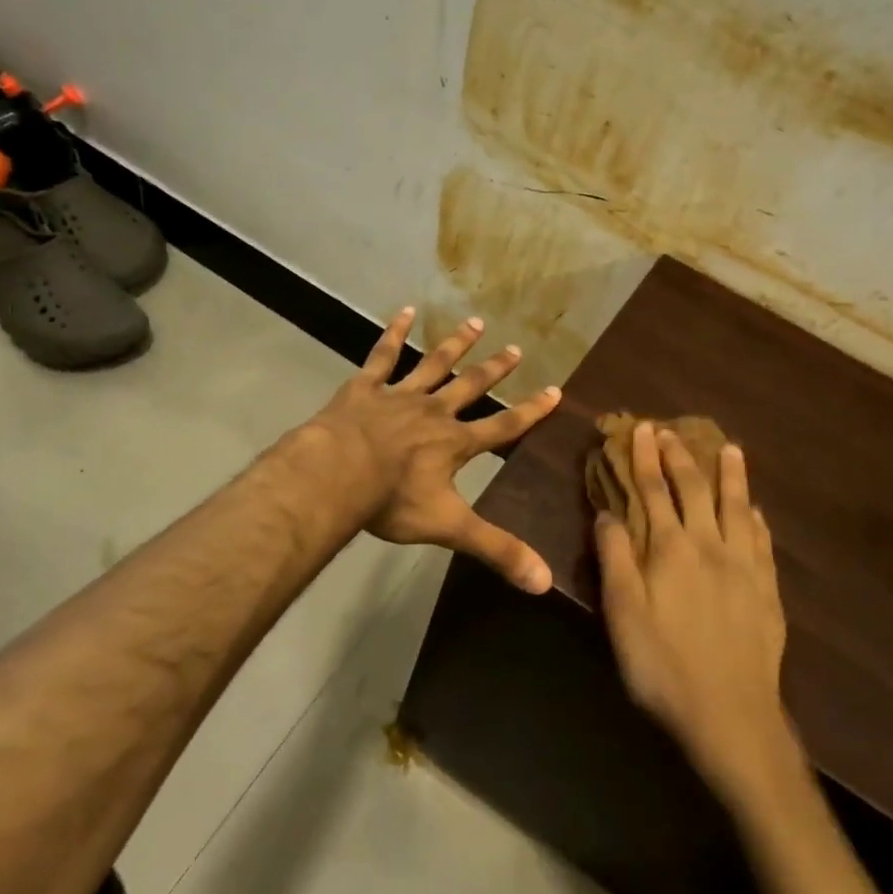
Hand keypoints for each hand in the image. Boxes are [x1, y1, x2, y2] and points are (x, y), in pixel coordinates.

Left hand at [305, 306, 561, 592]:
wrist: (337, 474)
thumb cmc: (392, 500)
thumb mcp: (449, 527)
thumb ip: (496, 549)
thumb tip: (545, 582)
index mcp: (454, 443)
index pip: (503, 427)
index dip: (531, 411)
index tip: (555, 390)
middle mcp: (434, 412)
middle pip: (472, 387)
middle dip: (495, 369)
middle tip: (516, 348)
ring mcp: (399, 395)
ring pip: (434, 365)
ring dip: (456, 345)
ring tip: (476, 323)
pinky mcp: (365, 388)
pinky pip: (382, 356)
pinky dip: (394, 333)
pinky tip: (404, 311)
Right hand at [595, 423, 798, 795]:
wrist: (731, 716)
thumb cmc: (663, 665)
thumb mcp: (622, 614)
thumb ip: (614, 558)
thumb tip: (607, 512)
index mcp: (670, 548)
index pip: (653, 490)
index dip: (645, 457)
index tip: (642, 428)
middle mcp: (709, 545)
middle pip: (695, 489)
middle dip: (681, 456)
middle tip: (673, 430)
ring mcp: (744, 566)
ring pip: (737, 506)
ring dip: (731, 474)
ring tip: (731, 448)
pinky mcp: (767, 590)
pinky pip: (762, 541)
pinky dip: (756, 518)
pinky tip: (756, 510)